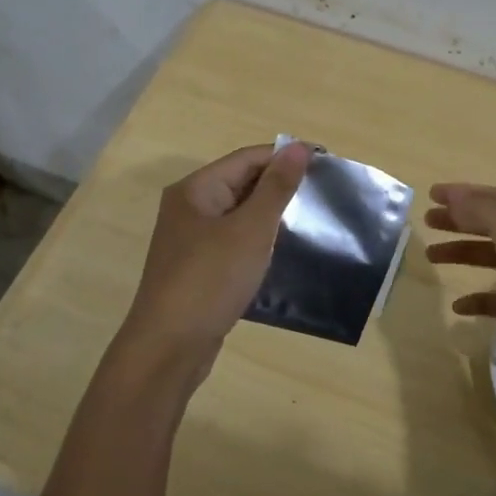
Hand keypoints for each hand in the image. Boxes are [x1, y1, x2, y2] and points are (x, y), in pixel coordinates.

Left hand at [118, 142, 310, 372]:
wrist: (169, 348)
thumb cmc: (210, 280)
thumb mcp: (250, 229)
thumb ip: (276, 187)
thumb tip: (299, 146)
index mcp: (195, 190)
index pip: (247, 158)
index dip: (286, 157)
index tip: (326, 164)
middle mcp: (189, 208)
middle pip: (241, 183)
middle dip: (280, 186)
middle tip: (323, 194)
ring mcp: (191, 240)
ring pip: (239, 214)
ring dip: (271, 215)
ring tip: (310, 220)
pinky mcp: (198, 268)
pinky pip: (234, 241)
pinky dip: (258, 240)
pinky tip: (282, 252)